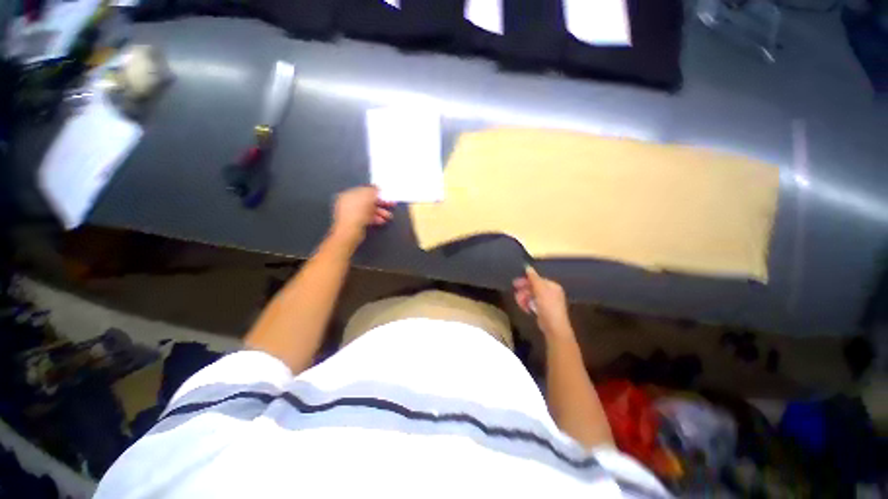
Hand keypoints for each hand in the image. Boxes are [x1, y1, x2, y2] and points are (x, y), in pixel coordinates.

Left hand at [330, 186, 393, 249]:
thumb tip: (376, 187)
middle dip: (380, 203)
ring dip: (380, 212)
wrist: (349, 232)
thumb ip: (372, 191)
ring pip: (369, 210)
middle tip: (390, 204)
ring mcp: (352, 214)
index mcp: (348, 194)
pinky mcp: (356, 223)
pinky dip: (375, 219)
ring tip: (388, 216)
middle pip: (367, 201)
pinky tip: (382, 221)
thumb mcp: (367, 197)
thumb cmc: (357, 212)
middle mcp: (348, 203)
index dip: (375, 192)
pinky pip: (367, 218)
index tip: (384, 194)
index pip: (363, 190)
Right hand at [513, 265, 573, 340]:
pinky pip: (532, 304)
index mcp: (552, 286)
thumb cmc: (548, 306)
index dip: (525, 280)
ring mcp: (546, 302)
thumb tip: (527, 266)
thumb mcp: (540, 289)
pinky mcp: (542, 310)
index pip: (536, 279)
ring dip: (524, 298)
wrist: (554, 327)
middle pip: (533, 287)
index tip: (515, 284)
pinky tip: (525, 309)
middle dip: (523, 291)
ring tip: (520, 303)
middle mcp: (550, 292)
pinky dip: (527, 305)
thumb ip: (533, 278)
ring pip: (531, 296)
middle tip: (516, 294)